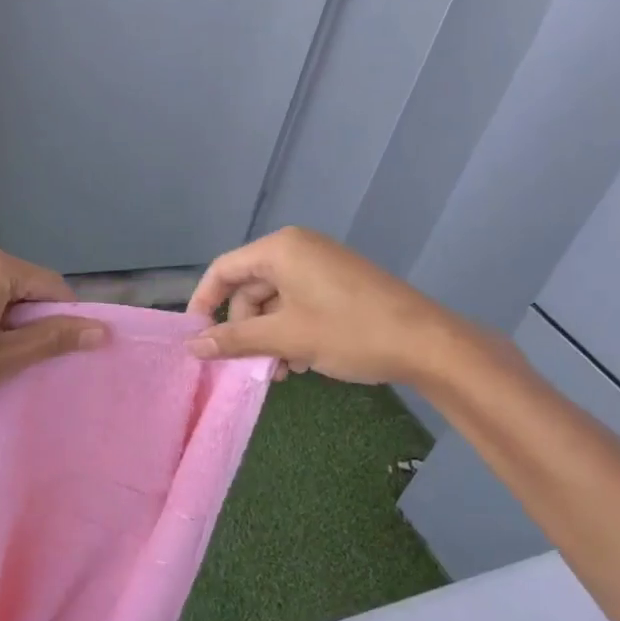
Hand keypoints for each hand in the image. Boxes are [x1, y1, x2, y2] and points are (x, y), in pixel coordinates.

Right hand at [184, 226, 454, 384]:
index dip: (203, 302)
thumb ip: (235, 339)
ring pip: (275, 301)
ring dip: (269, 337)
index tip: (195, 338)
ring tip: (281, 371)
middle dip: (245, 329)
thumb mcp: (286, 337)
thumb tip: (193, 346)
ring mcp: (321, 266)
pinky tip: (303, 362)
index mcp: (280, 249)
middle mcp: (298, 249)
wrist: (426, 343)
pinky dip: (292, 331)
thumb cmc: (349, 332)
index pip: (223, 270)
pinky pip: (299, 304)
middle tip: (249, 365)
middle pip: (249, 288)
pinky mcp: (339, 284)